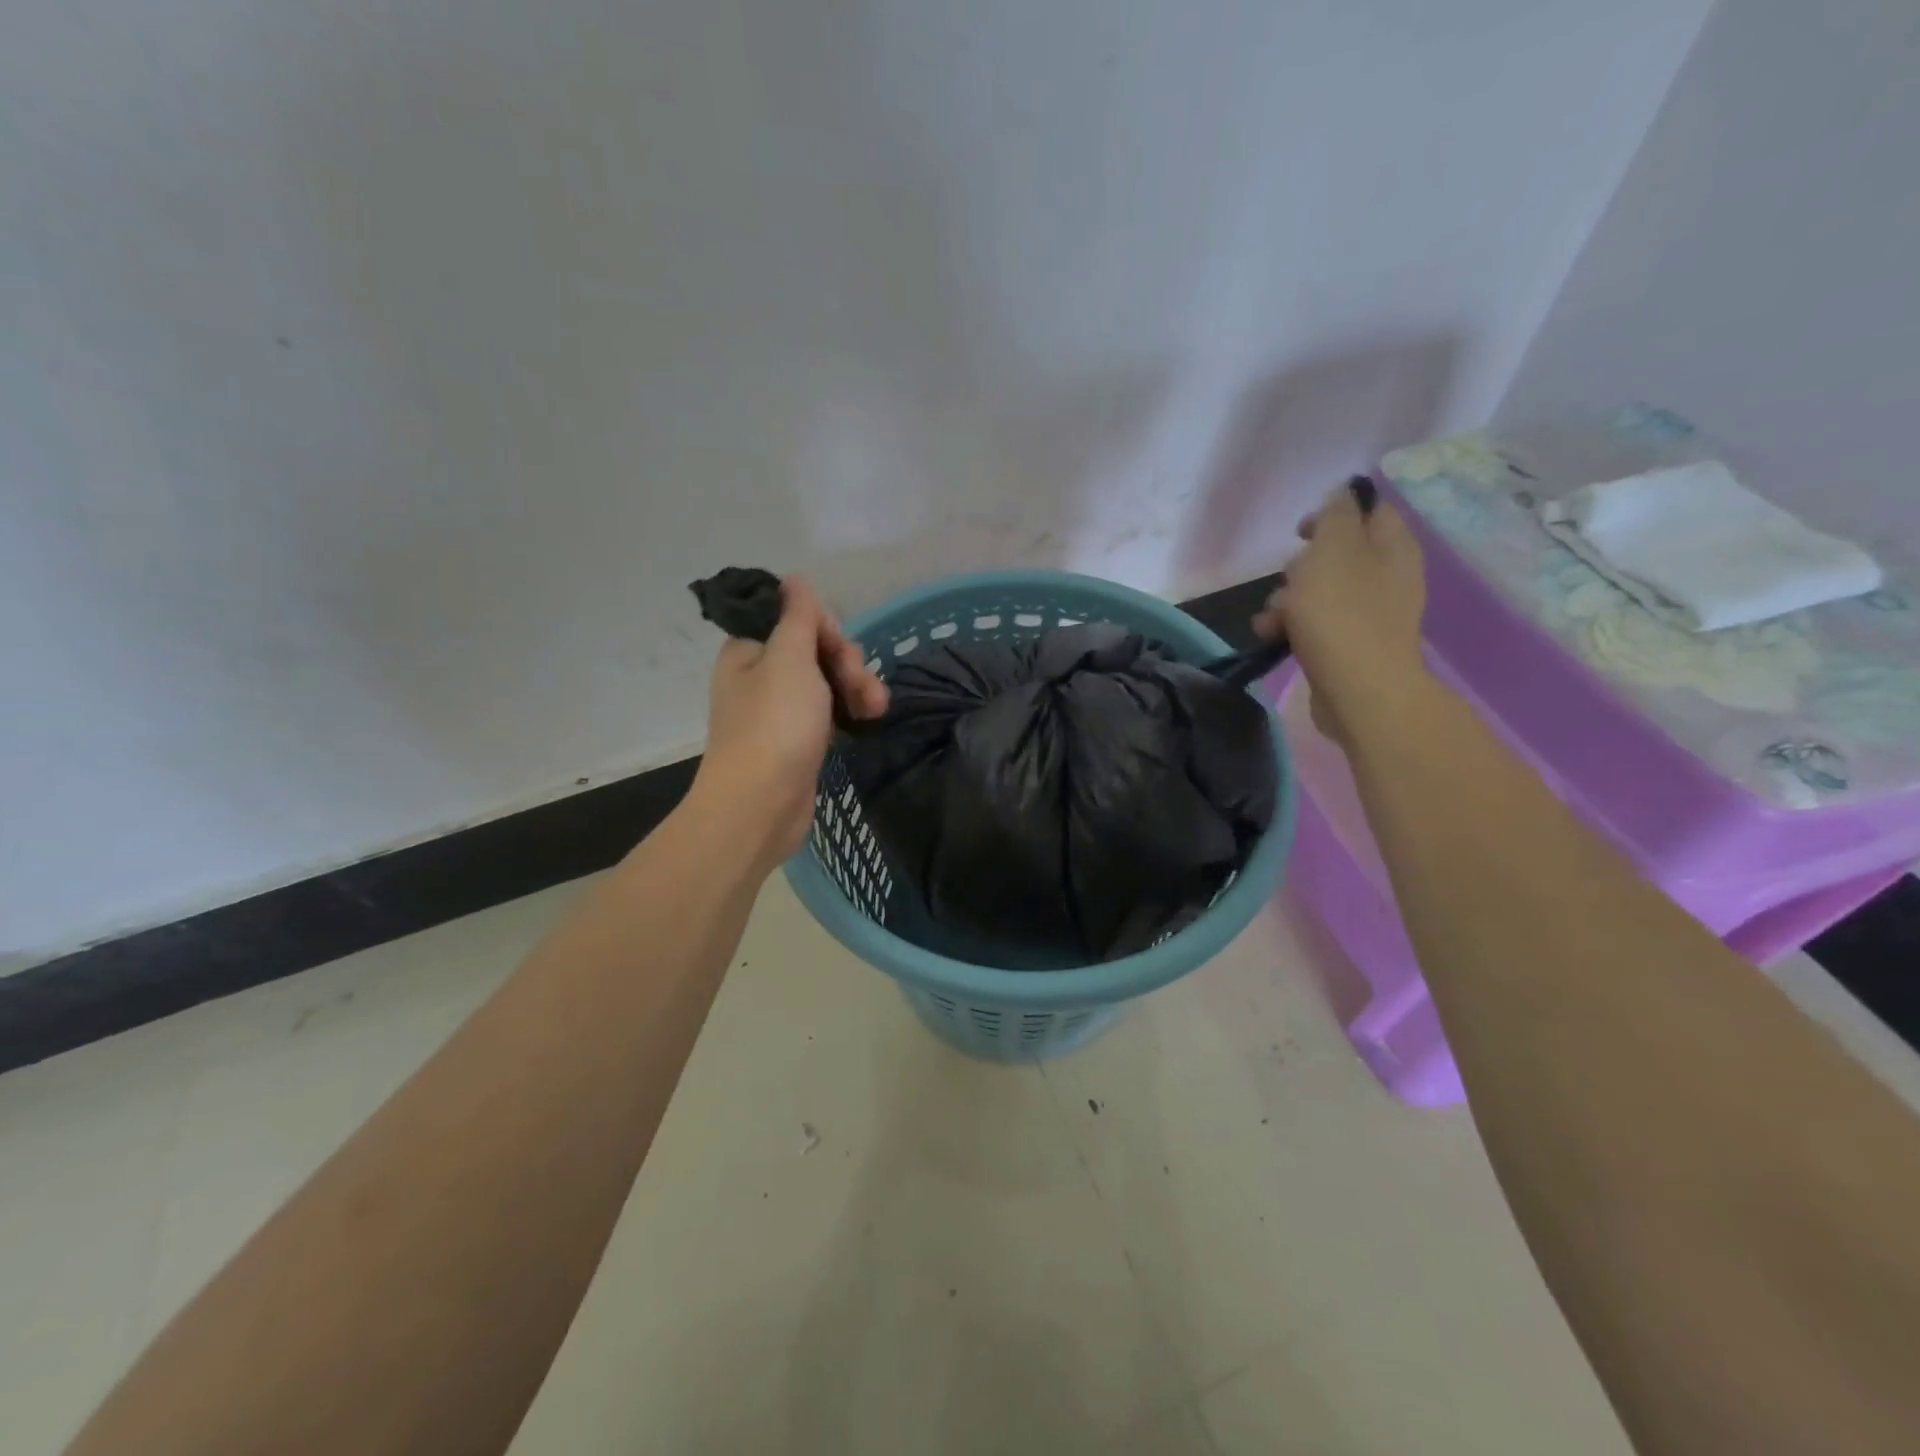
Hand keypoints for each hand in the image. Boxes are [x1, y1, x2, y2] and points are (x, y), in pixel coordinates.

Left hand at [690, 577, 888, 867]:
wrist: (761, 806)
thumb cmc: (774, 725)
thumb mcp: (789, 659)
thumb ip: (798, 616)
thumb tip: (794, 578)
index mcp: (750, 651)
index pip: (794, 619)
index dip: (826, 629)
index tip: (839, 649)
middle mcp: (761, 676)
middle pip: (816, 650)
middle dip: (847, 662)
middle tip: (860, 685)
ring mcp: (780, 711)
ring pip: (827, 682)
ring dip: (856, 687)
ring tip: (877, 707)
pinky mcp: (799, 741)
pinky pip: (829, 712)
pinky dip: (850, 711)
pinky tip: (871, 719)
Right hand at [1254, 480, 1427, 747]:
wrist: (1357, 689)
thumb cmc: (1341, 613)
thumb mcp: (1332, 549)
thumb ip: (1336, 515)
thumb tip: (1343, 495)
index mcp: (1392, 546)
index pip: (1369, 511)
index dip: (1332, 513)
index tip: (1301, 531)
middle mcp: (1388, 576)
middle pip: (1336, 555)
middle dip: (1300, 566)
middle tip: (1288, 578)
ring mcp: (1370, 614)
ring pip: (1319, 593)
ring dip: (1287, 601)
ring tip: (1271, 619)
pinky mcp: (1351, 646)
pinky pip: (1317, 625)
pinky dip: (1293, 627)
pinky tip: (1273, 638)